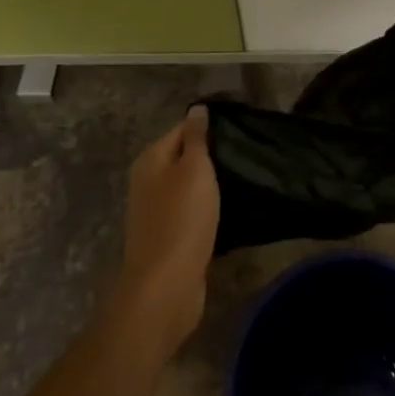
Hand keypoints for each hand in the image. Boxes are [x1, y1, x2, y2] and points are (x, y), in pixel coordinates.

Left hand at [108, 106, 219, 361]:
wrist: (166, 287)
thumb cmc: (182, 219)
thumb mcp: (195, 169)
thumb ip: (196, 137)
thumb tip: (197, 108)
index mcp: (151, 160)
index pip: (182, 128)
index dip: (209, 125)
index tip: (240, 126)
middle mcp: (148, 181)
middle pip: (184, 157)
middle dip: (211, 155)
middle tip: (246, 152)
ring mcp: (156, 211)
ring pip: (189, 186)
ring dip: (211, 184)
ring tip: (243, 177)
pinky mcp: (169, 237)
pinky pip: (192, 212)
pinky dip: (208, 209)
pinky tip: (230, 209)